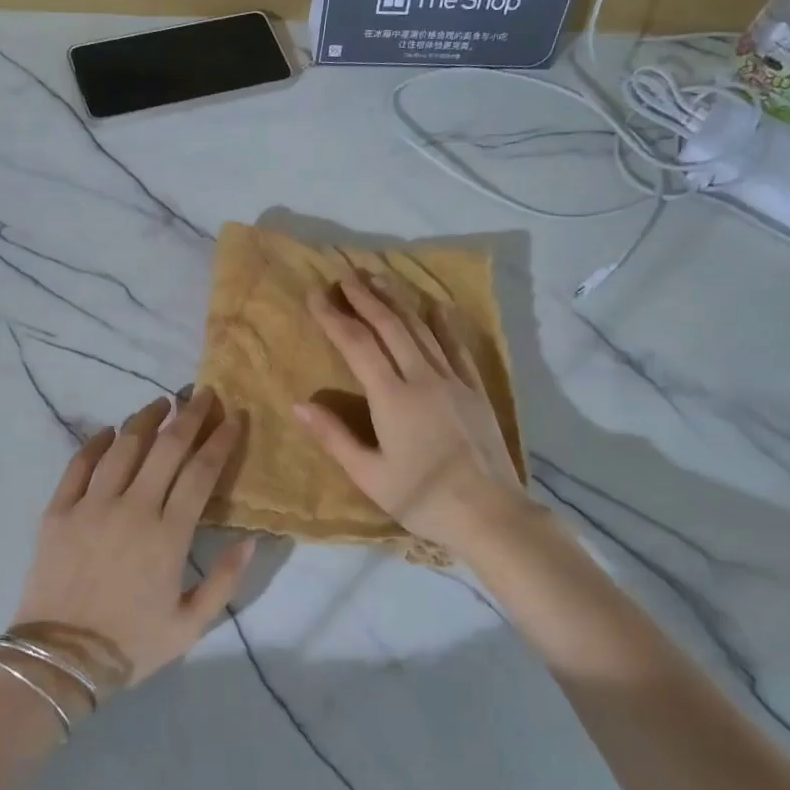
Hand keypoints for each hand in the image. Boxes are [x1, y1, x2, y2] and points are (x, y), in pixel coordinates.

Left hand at [11, 389, 254, 696]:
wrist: (57, 661)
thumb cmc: (130, 645)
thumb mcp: (190, 626)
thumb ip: (225, 581)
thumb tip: (252, 539)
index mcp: (168, 536)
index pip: (200, 473)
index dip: (220, 441)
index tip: (234, 417)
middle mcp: (132, 509)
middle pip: (166, 448)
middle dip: (189, 416)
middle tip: (203, 394)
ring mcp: (91, 506)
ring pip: (123, 446)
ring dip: (145, 419)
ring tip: (161, 404)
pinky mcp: (58, 510)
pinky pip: (79, 464)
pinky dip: (96, 442)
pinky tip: (109, 431)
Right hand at [293, 274, 528, 552]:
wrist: (490, 514)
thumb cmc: (422, 498)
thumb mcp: (370, 476)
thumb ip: (334, 437)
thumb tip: (299, 405)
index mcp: (392, 398)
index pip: (357, 344)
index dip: (334, 316)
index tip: (316, 294)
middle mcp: (422, 378)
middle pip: (390, 326)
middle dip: (365, 298)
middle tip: (345, 276)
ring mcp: (453, 381)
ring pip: (421, 329)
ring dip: (397, 301)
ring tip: (378, 279)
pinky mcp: (476, 390)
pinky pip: (458, 348)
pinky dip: (445, 325)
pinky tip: (438, 307)